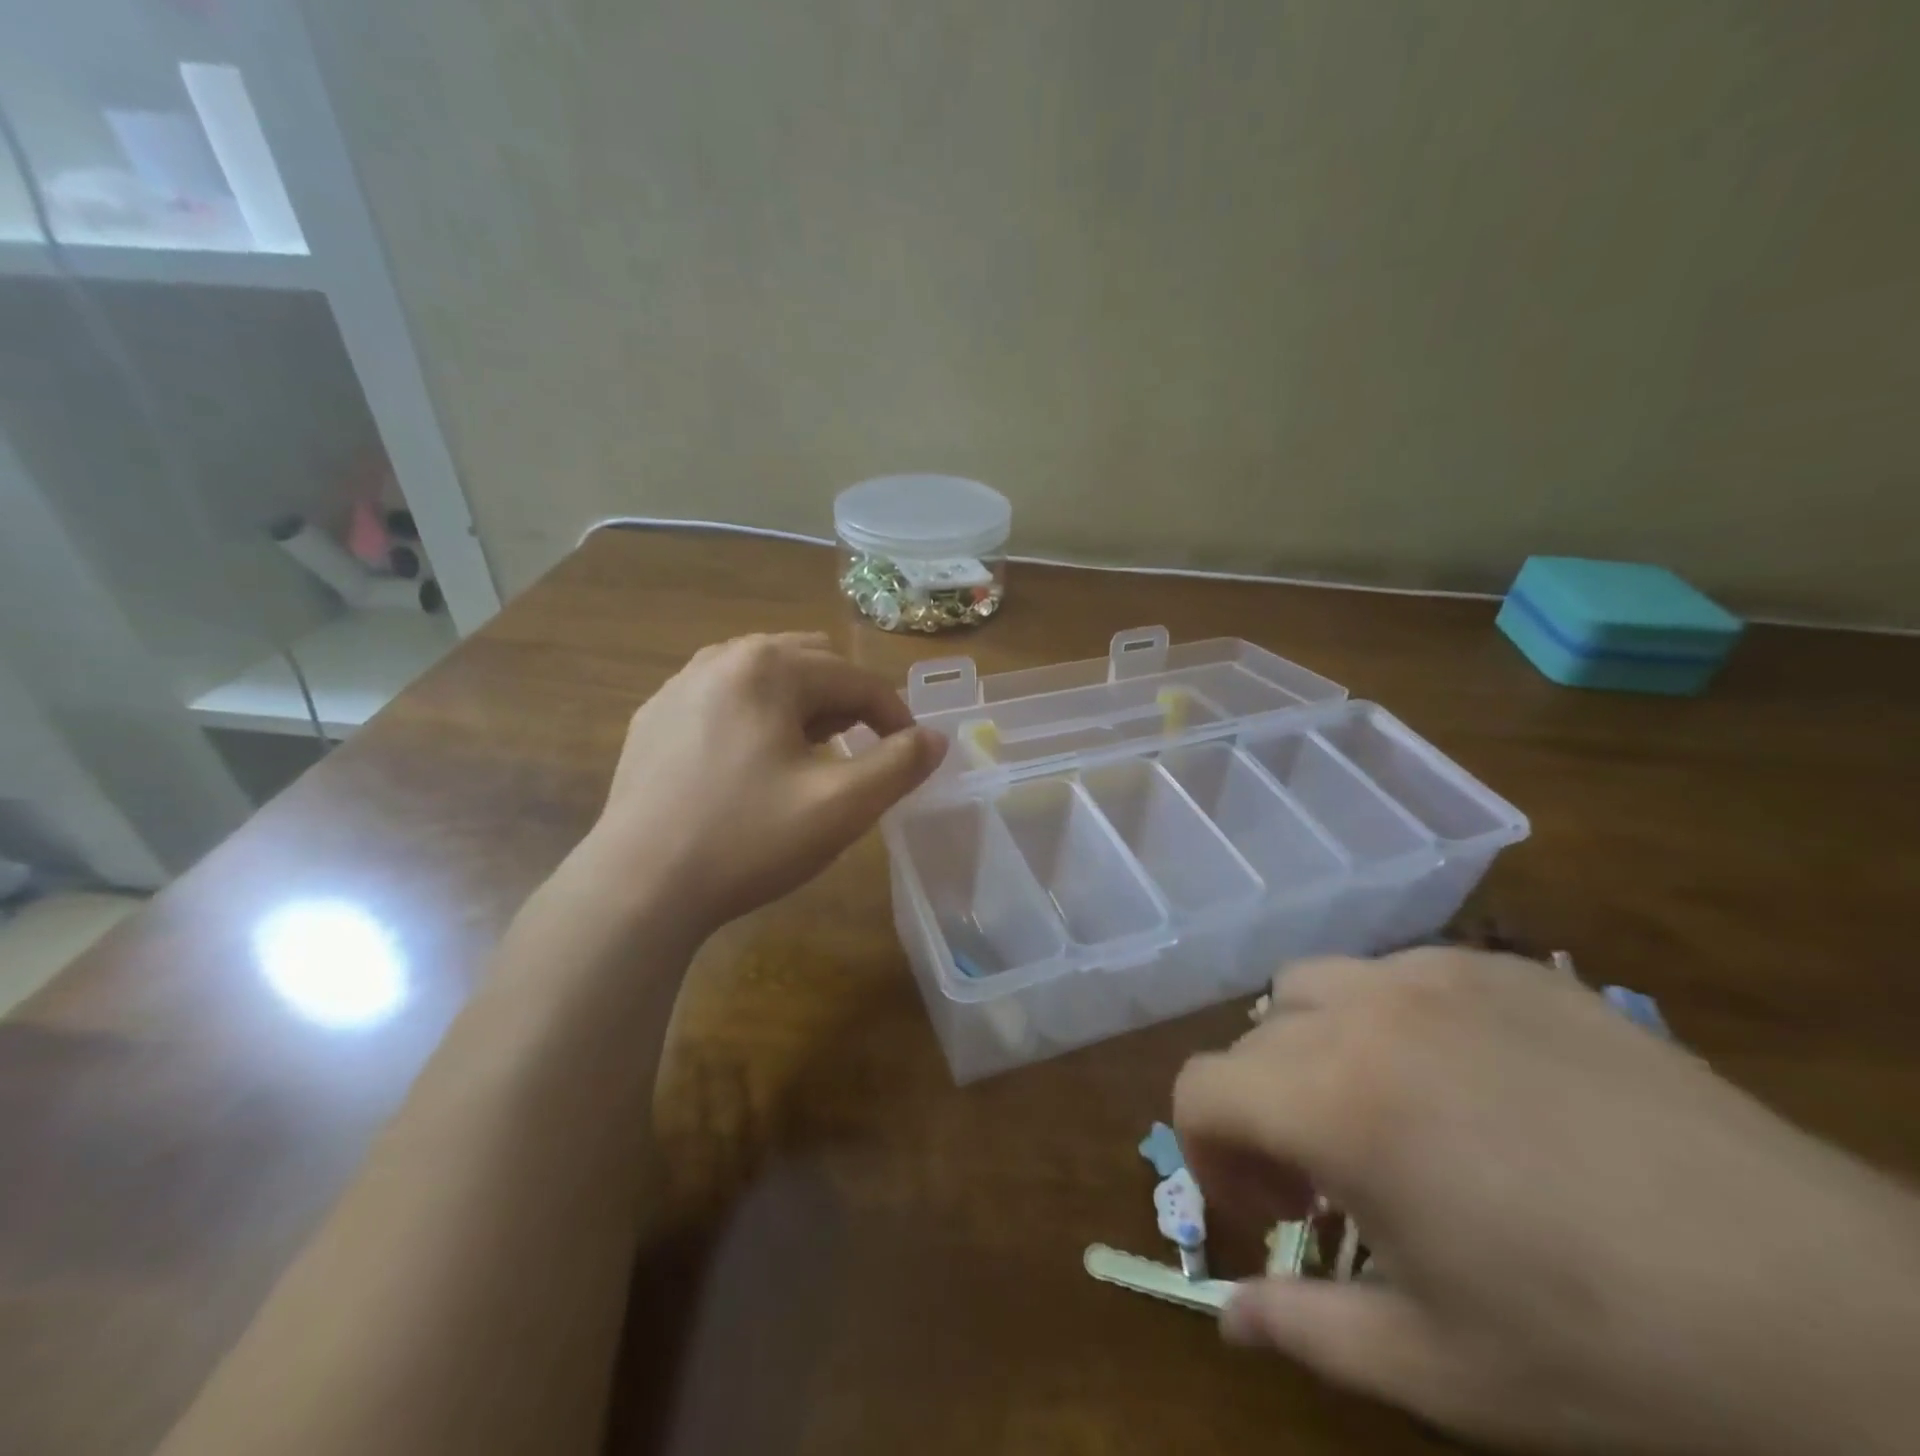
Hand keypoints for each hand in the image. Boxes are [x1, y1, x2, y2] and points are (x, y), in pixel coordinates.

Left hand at [577, 632, 944, 940]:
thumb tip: (935, 738)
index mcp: (770, 667)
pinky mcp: (654, 717)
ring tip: (807, 756)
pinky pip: (724, 698)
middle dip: (846, 703)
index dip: (895, 716)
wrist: (637, 886)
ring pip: (765, 677)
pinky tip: (749, 765)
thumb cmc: (748, 840)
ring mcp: (680, 685)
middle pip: (811, 664)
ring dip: (801, 707)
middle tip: (857, 753)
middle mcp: (722, 658)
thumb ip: (900, 764)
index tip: (910, 755)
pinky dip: (755, 717)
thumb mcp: (842, 806)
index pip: (857, 680)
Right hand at [1174, 948, 1919, 1454]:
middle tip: (1321, 1182)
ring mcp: (1439, 975)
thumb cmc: (1616, 1356)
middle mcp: (1369, 1012)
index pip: (1201, 1088)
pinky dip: (1386, 1020)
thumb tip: (1225, 1317)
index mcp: (1337, 1100)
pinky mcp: (1505, 968)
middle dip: (1262, 1109)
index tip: (1264, 1214)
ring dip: (1310, 1047)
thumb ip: (1307, 1331)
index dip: (1205, 1154)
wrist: (1845, 1314)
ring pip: (1313, 986)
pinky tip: (1462, 1084)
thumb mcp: (1442, 1370)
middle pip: (1254, 1037)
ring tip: (1377, 1114)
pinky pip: (1398, 974)